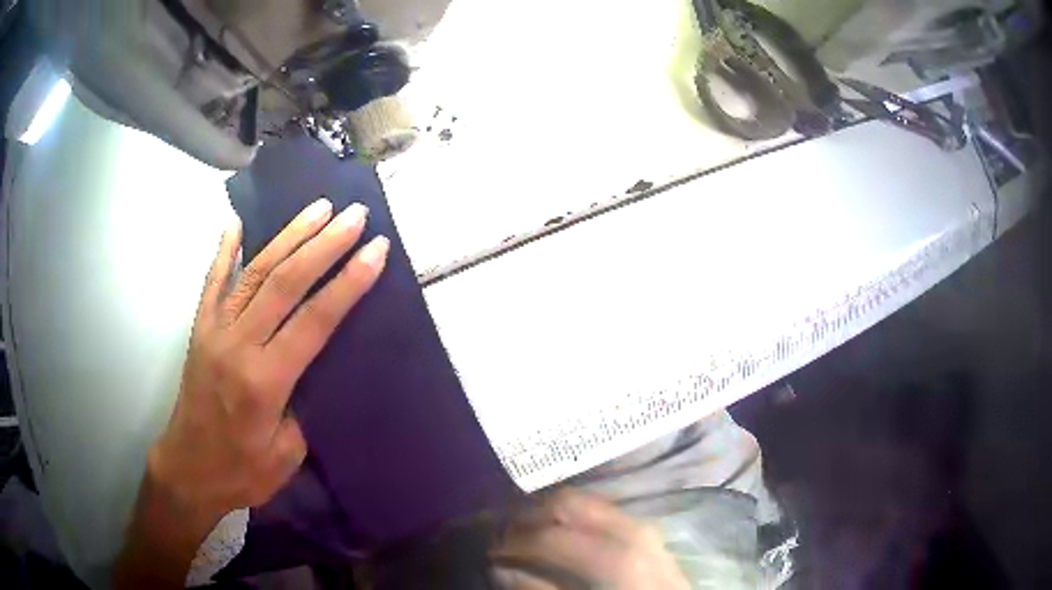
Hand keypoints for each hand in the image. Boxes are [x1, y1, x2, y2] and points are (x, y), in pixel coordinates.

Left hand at [115, 198, 388, 587]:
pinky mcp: (200, 329)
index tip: (375, 250)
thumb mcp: (288, 455)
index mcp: (265, 381)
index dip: (347, 283)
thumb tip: (316, 366)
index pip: (313, 320)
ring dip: (289, 236)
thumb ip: (303, 405)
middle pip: (285, 283)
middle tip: (355, 215)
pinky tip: (237, 222)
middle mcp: (238, 345)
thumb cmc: (242, 471)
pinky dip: (224, 250)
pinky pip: (212, 281)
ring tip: (318, 208)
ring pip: (254, 272)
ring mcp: (214, 331)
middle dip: (325, 245)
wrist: (188, 469)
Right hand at [492, 489, 689, 589]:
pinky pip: (604, 514)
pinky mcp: (650, 533)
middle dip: (530, 513)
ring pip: (588, 503)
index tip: (487, 548)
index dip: (511, 540)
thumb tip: (502, 569)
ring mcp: (645, 527)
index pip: (549, 535)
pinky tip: (562, 535)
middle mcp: (633, 528)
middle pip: (571, 502)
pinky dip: (575, 519)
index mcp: (617, 555)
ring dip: (551, 513)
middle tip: (502, 531)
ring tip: (526, 532)